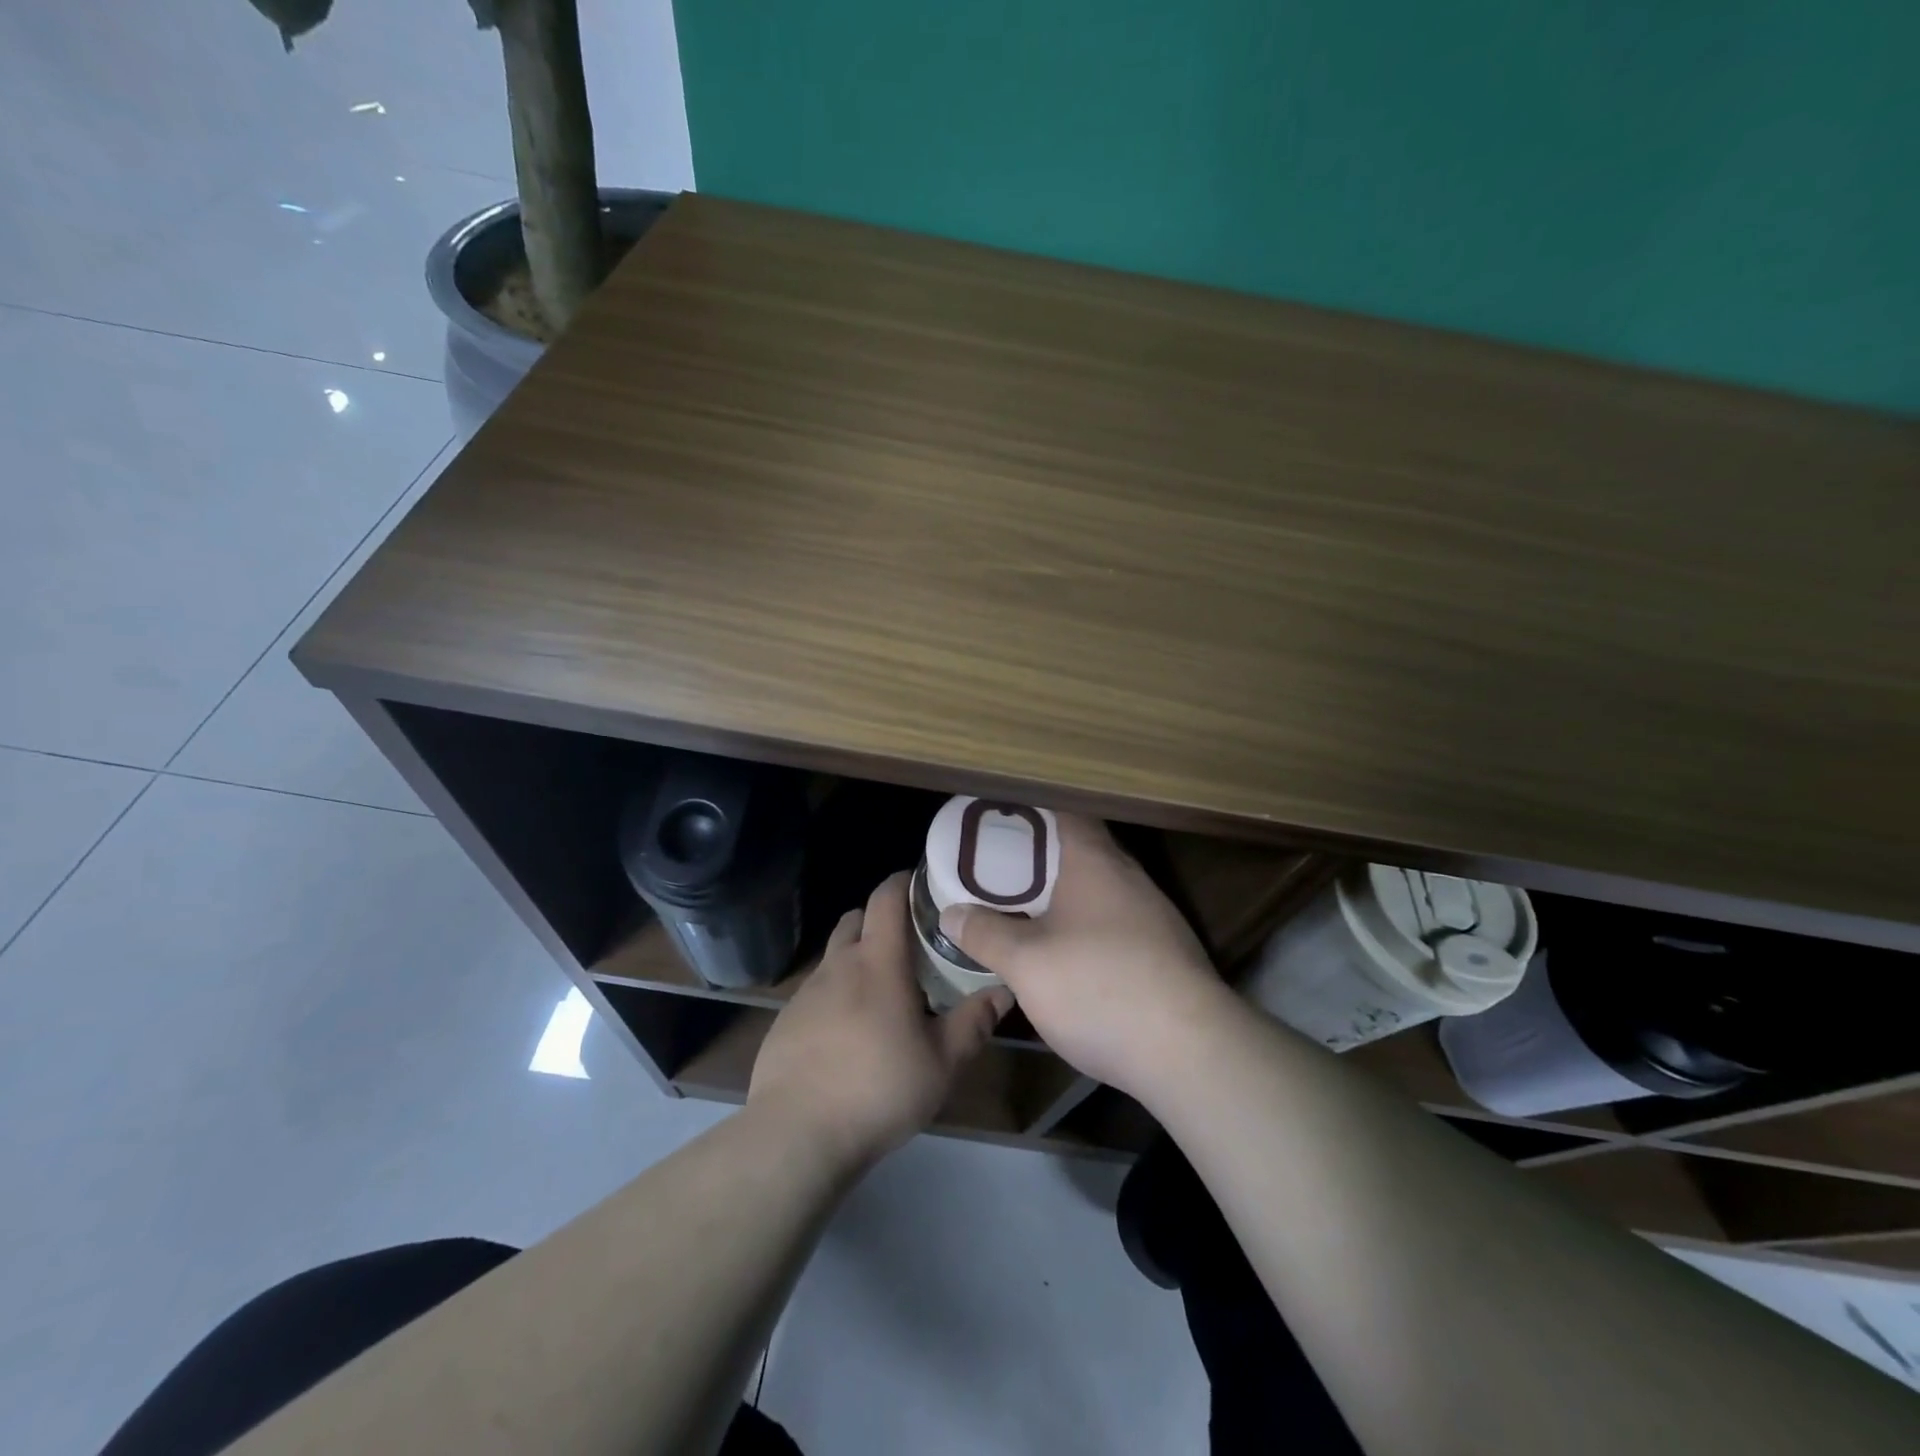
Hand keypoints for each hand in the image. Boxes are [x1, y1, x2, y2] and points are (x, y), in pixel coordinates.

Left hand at [749, 871, 1011, 1172]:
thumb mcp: (942, 1062)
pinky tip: (849, 1030)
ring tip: (882, 989)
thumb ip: (974, 1022)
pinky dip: (836, 993)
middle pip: (856, 919)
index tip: (923, 883)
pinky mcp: (785, 1020)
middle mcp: (838, 965)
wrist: (797, 1133)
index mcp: (878, 962)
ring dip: (857, 957)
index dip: (903, 882)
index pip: (886, 898)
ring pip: (835, 955)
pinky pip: (817, 991)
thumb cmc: (879, 1088)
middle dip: (880, 918)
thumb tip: (1005, 990)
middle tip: (910, 942)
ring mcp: (806, 992)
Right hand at [939, 813, 1235, 1099]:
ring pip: (1103, 890)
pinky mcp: (1168, 953)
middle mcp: (1131, 878)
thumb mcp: (1026, 963)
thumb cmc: (1097, 986)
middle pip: (1084, 851)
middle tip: (1002, 870)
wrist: (1188, 1050)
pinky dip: (1091, 926)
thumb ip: (985, 934)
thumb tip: (950, 914)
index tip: (1000, 823)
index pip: (1066, 814)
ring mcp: (1155, 915)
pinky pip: (1119, 923)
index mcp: (1096, 862)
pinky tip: (1072, 956)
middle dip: (1044, 858)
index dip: (1033, 813)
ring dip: (1069, 896)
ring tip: (1030, 910)